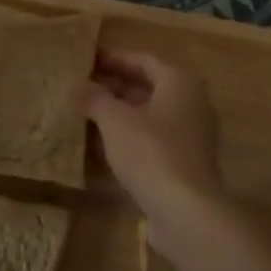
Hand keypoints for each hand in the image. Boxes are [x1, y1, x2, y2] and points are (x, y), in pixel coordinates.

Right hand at [81, 51, 228, 257]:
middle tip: (82, 88)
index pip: (142, 60)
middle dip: (115, 87)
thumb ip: (95, 99)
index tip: (85, 61)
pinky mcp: (187, 162)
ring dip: (121, 114)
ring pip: (151, 115)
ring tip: (87, 115)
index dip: (112, 59)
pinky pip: (154, 139)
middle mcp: (193, 102)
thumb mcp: (115, 121)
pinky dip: (131, 137)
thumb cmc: (151, 153)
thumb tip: (78, 86)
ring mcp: (193, 134)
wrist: (187, 211)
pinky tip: (104, 146)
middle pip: (148, 86)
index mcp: (180, 81)